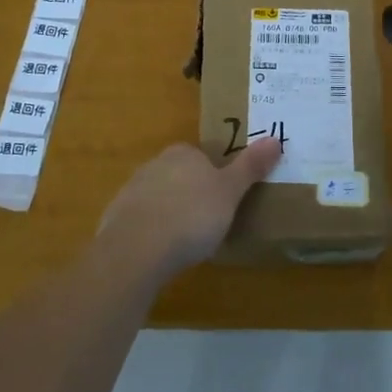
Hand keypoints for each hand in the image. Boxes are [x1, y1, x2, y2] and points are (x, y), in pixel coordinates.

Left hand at [98, 137, 281, 282]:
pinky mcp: (116, 217)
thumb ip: (250, 167)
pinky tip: (159, 253)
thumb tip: (275, 139)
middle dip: (191, 194)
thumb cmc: (192, 215)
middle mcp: (155, 164)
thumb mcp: (230, 192)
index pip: (201, 157)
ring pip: (158, 197)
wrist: (137, 249)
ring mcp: (131, 190)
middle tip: (208, 223)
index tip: (223, 201)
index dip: (214, 177)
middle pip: (179, 175)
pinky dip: (150, 232)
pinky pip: (140, 220)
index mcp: (182, 153)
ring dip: (169, 213)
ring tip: (184, 242)